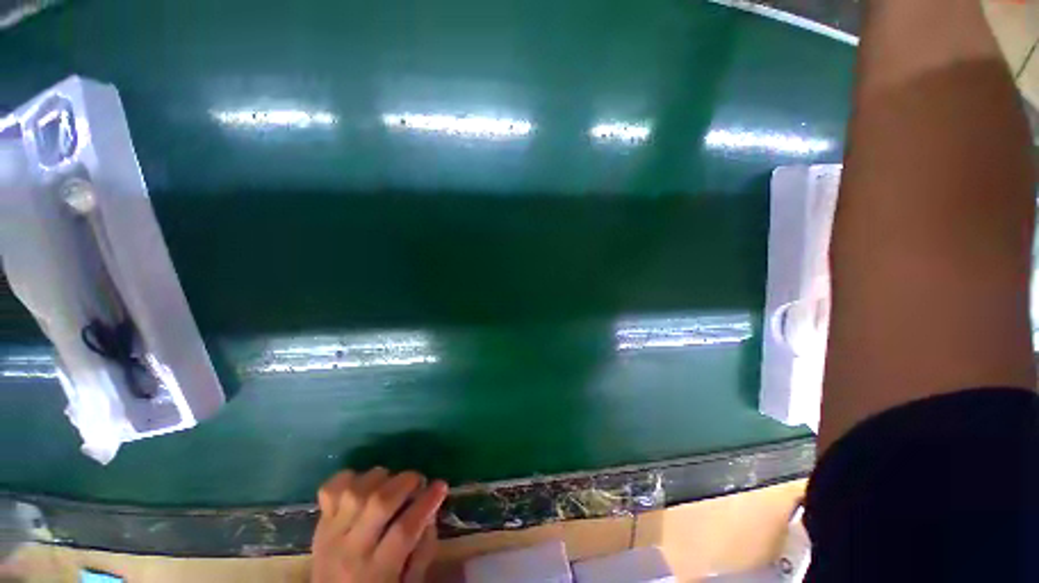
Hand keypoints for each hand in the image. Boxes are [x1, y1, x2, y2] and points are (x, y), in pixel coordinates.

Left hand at [311, 468, 448, 582]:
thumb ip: (423, 549)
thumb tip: (430, 510)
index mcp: (377, 572)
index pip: (404, 531)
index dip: (426, 502)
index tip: (441, 486)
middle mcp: (351, 551)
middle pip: (378, 504)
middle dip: (405, 483)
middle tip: (418, 480)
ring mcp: (331, 535)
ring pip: (355, 492)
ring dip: (380, 478)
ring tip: (392, 481)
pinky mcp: (319, 524)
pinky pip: (329, 490)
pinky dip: (348, 478)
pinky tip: (363, 482)